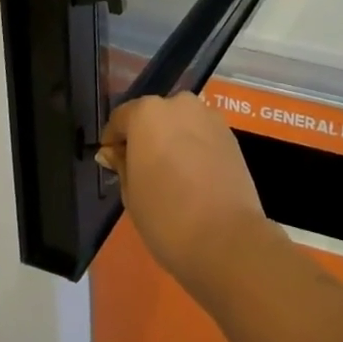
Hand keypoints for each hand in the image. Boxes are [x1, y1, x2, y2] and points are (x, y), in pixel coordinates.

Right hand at [99, 93, 267, 297]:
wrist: (225, 237)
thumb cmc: (166, 216)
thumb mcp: (130, 193)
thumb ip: (121, 164)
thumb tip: (112, 152)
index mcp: (148, 113)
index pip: (121, 117)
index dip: (113, 140)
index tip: (112, 162)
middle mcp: (180, 104)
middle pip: (154, 115)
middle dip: (146, 136)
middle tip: (142, 169)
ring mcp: (209, 117)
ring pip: (181, 122)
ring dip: (172, 139)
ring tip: (171, 174)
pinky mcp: (230, 134)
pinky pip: (202, 134)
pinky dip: (194, 147)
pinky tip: (194, 176)